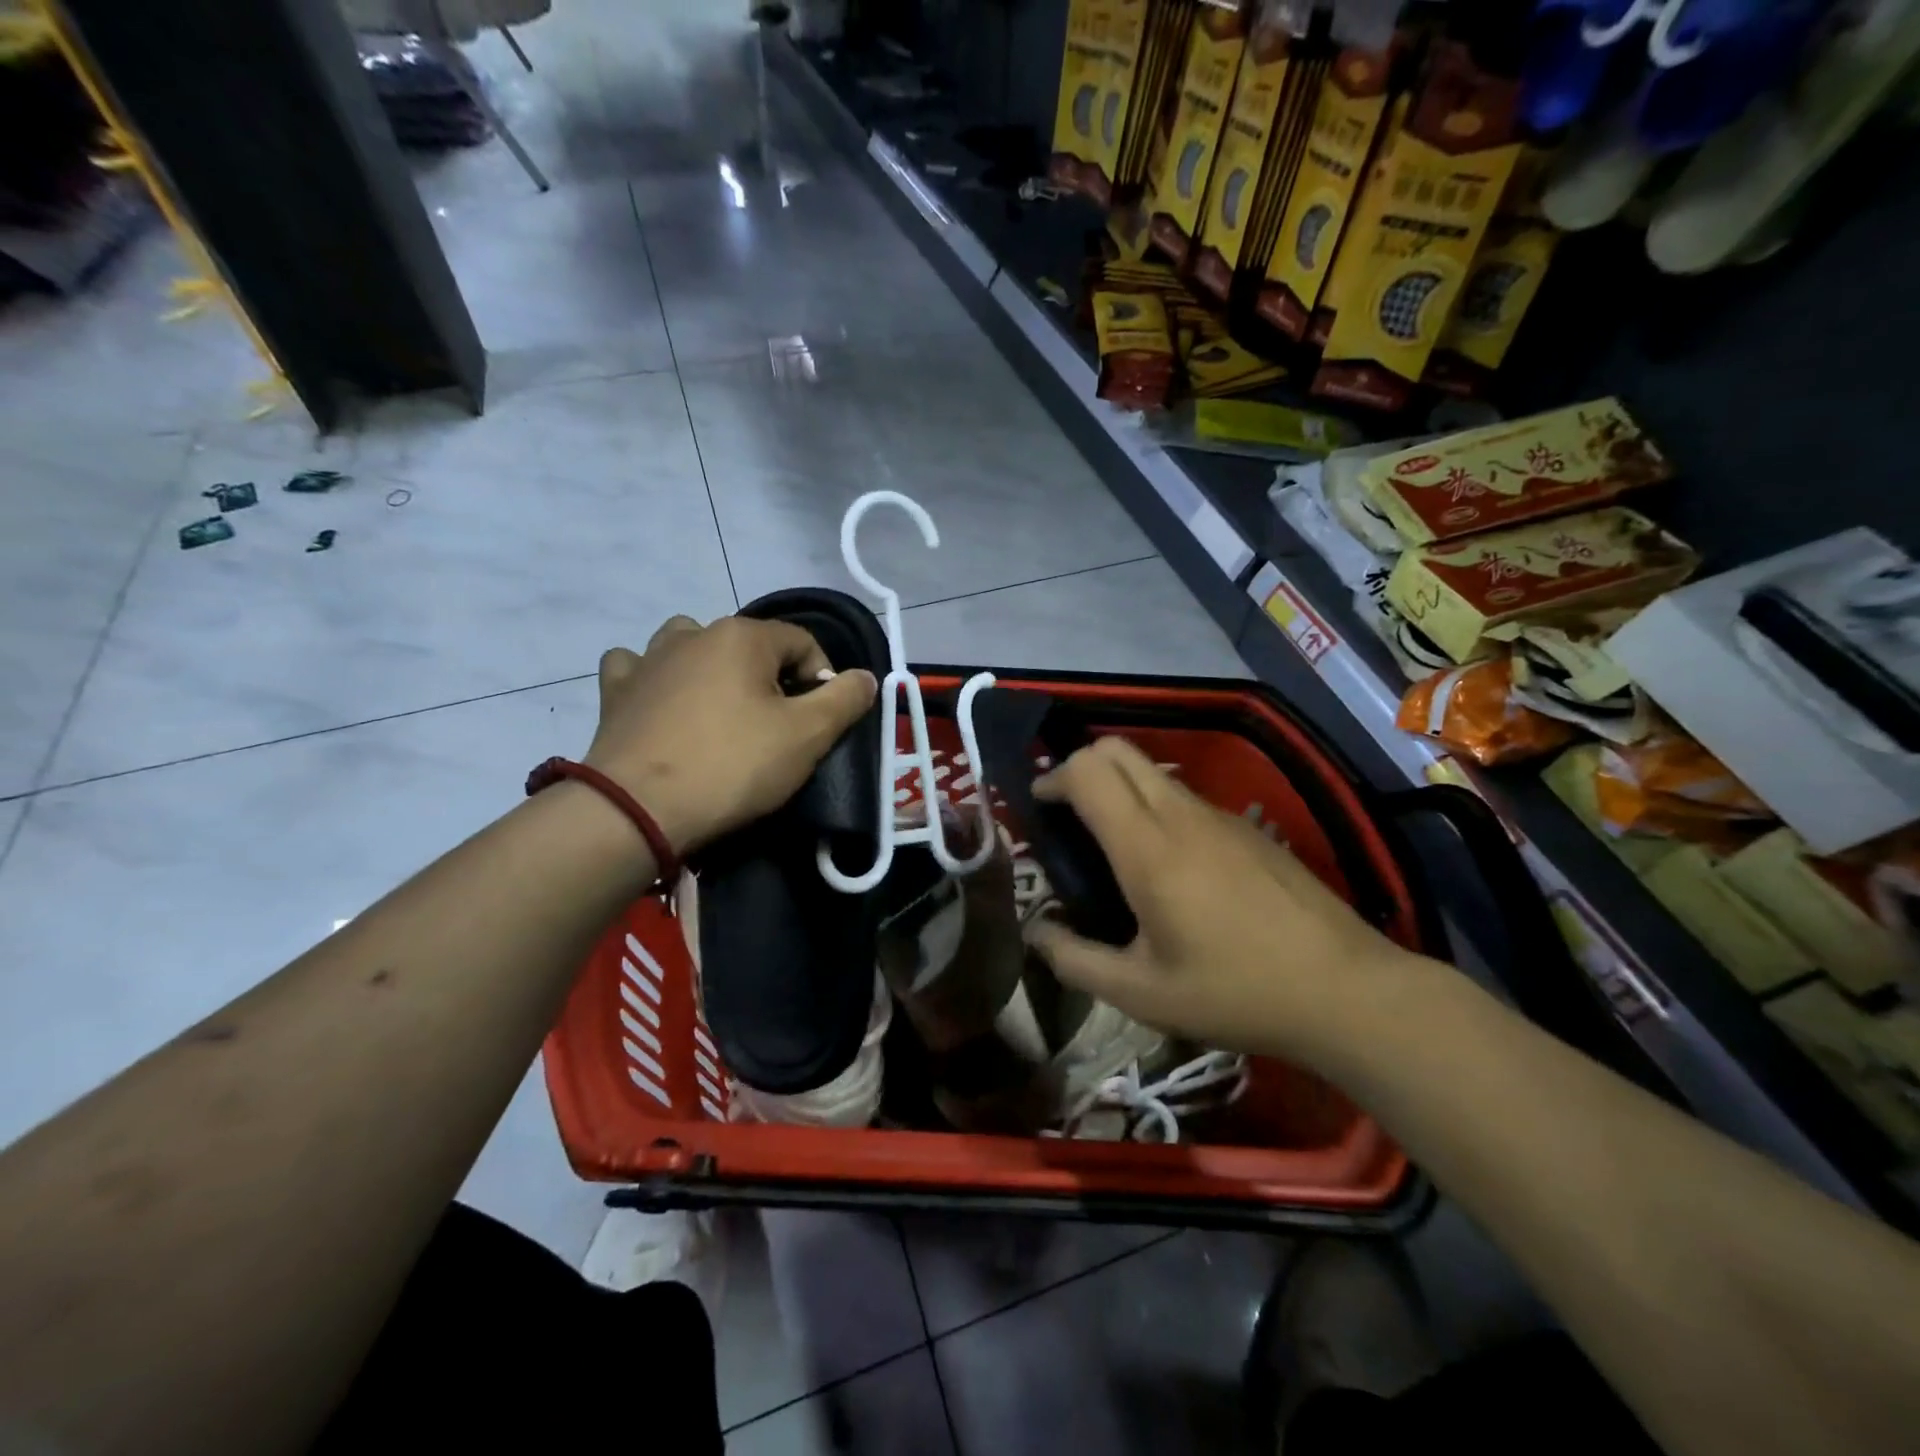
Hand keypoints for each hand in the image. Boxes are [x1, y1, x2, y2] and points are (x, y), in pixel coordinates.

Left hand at [582, 614, 877, 855]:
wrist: (636, 809)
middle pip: (750, 646)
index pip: (803, 642)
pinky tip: (662, 703)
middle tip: (775, 729)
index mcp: (742, 635)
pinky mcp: (615, 691)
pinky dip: (654, 678)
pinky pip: (639, 668)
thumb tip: (866, 676)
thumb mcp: (807, 736)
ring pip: (691, 646)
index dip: (822, 680)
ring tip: (720, 710)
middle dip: (771, 679)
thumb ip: (844, 699)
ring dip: (711, 667)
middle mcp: (693, 633)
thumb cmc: (732, 766)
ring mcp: (647, 659)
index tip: (819, 724)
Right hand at [1024, 736, 1423, 1064]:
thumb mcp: (1141, 995)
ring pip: (1153, 772)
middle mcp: (1181, 815)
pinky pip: (1185, 798)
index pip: (1088, 771)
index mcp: (1147, 847)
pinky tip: (1169, 866)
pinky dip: (1155, 807)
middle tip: (1068, 813)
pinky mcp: (1248, 829)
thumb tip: (1036, 931)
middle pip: (1118, 750)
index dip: (1053, 778)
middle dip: (1080, 766)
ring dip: (1120, 787)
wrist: (1346, 990)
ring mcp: (1221, 816)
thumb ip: (1075, 961)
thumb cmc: (1234, 992)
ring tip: (1112, 843)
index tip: (1038, 806)